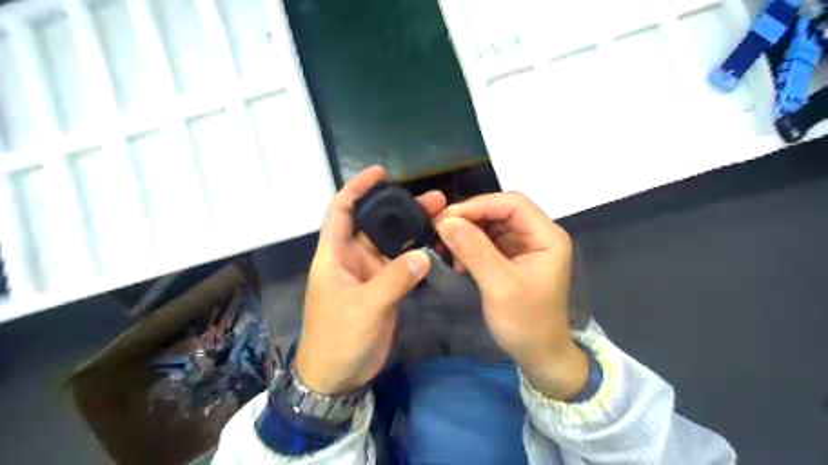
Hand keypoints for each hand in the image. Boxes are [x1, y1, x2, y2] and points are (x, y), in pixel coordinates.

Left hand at [293, 166, 441, 393]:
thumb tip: (424, 254)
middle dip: (401, 209)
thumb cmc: (338, 338)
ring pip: (393, 245)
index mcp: (334, 255)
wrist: (337, 376)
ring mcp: (370, 274)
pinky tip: (437, 247)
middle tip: (434, 199)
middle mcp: (352, 259)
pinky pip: (402, 266)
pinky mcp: (384, 289)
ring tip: (443, 218)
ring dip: (414, 232)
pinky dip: (418, 256)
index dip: (357, 189)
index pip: (342, 211)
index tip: (379, 173)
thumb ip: (394, 280)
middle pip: (376, 225)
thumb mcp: (363, 307)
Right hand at [435, 192, 588, 398]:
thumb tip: (445, 221)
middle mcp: (537, 235)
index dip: (479, 205)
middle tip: (440, 229)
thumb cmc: (526, 322)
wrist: (538, 354)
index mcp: (546, 236)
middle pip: (500, 211)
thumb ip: (474, 250)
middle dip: (469, 218)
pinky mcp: (511, 258)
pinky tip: (457, 261)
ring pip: (491, 225)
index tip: (448, 218)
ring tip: (445, 247)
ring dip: (467, 233)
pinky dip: (469, 246)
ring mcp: (523, 246)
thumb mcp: (499, 285)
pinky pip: (487, 242)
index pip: (512, 204)